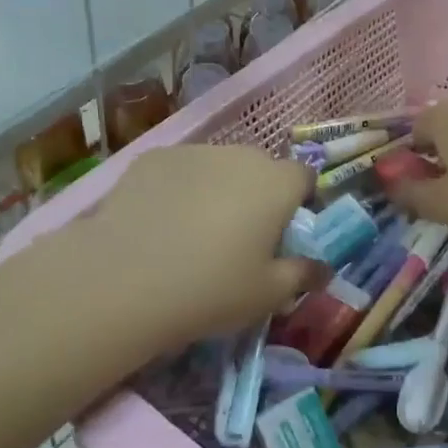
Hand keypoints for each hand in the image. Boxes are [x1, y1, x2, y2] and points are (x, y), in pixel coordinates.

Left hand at [72, 146, 321, 355]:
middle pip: (261, 169)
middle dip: (258, 194)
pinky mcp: (154, 157)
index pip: (305, 178)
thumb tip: (323, 269)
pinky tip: (159, 223)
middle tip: (239, 236)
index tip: (285, 232)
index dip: (300, 201)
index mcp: (277, 183)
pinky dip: (178, 188)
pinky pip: (180, 170)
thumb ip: (302, 275)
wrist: (124, 279)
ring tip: (193, 231)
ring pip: (219, 166)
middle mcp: (241, 155)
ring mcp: (195, 151)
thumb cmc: (211, 289)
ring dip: (218, 188)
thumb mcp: (267, 295)